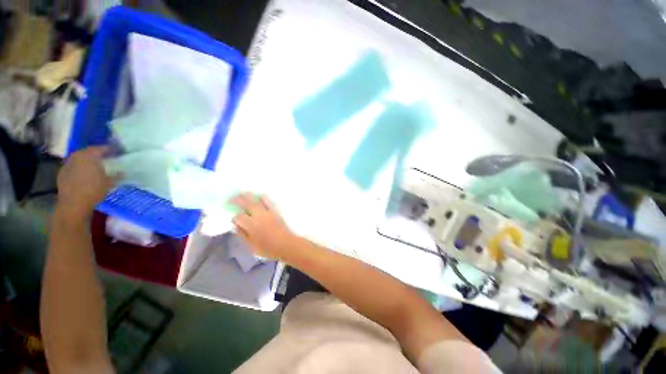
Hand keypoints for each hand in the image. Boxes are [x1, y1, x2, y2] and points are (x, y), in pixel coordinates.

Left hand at [56, 146, 117, 222]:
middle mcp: (77, 156)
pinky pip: (73, 167)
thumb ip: (117, 175)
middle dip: (96, 155)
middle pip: (88, 152)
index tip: (117, 152)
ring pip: (80, 159)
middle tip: (105, 159)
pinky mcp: (62, 173)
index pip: (101, 148)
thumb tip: (123, 171)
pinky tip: (85, 176)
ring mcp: (67, 164)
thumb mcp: (110, 182)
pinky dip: (80, 169)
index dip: (110, 150)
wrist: (74, 204)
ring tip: (95, 168)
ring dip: (87, 162)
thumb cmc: (94, 190)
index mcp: (89, 155)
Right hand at [230, 193, 295, 259]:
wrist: (285, 244)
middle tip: (231, 199)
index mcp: (250, 225)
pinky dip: (262, 197)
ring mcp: (267, 211)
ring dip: (247, 196)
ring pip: (255, 199)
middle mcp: (258, 215)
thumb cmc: (267, 248)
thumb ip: (242, 234)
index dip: (234, 217)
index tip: (234, 220)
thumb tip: (236, 226)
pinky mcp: (275, 210)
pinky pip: (267, 200)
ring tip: (242, 195)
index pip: (238, 216)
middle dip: (236, 199)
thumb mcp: (251, 246)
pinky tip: (258, 197)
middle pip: (245, 203)